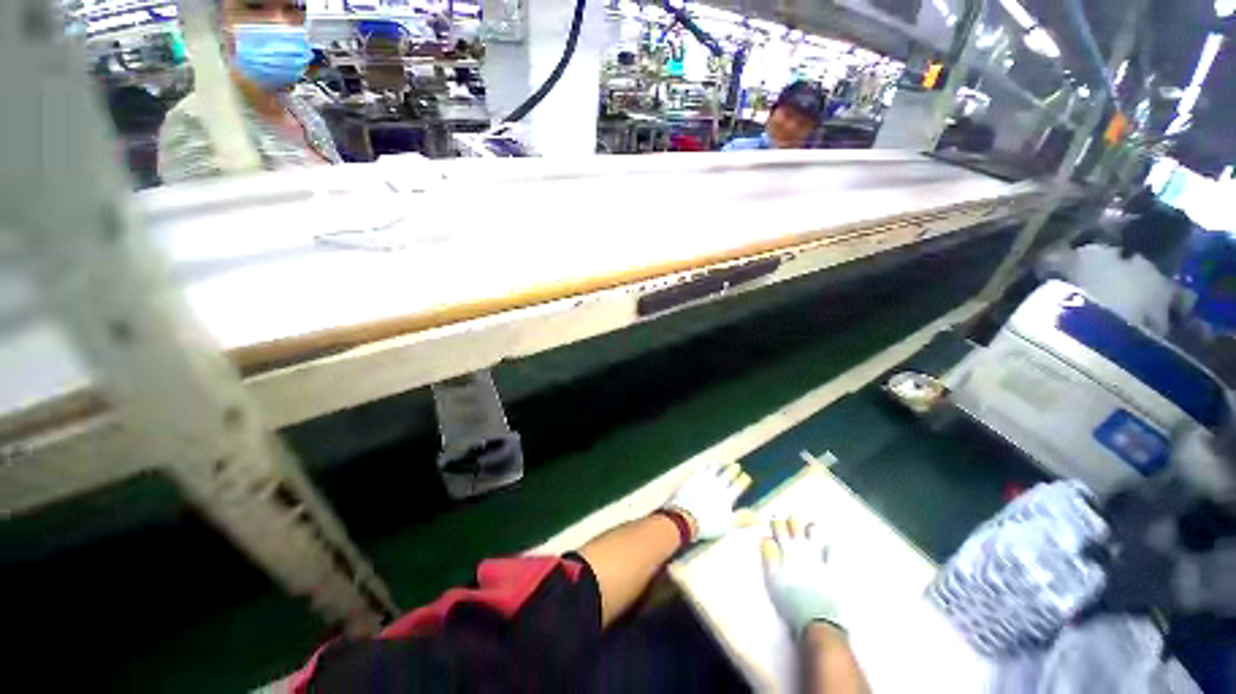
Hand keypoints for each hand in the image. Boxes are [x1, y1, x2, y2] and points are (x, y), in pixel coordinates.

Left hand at [665, 462, 751, 540]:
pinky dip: (705, 466)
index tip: (746, 477)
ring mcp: (705, 481)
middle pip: (727, 476)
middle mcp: (718, 486)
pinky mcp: (694, 478)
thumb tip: (758, 518)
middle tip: (737, 466)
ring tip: (721, 464)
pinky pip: (701, 469)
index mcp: (727, 497)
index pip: (738, 487)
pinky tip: (706, 465)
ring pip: (714, 470)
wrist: (687, 517)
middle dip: (733, 470)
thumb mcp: (727, 524)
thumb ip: (742, 518)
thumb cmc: (708, 524)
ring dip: (719, 466)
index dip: (743, 481)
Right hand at [761, 516, 842, 638]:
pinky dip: (830, 547)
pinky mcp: (832, 569)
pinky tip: (830, 545)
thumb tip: (765, 538)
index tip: (774, 517)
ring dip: (811, 528)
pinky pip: (832, 553)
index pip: (779, 529)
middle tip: (790, 516)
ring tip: (810, 524)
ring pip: (814, 535)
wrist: (816, 619)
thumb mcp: (772, 580)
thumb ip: (768, 557)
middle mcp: (802, 550)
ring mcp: (818, 558)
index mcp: (786, 551)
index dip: (776, 522)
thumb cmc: (789, 600)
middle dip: (792, 520)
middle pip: (796, 528)